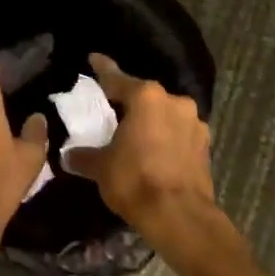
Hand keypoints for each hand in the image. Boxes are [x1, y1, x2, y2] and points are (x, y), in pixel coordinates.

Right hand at [67, 54, 221, 241]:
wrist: (181, 217)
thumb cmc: (135, 180)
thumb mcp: (101, 167)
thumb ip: (84, 155)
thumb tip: (69, 155)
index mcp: (146, 97)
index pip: (116, 78)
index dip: (102, 69)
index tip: (94, 59)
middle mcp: (174, 102)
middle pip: (144, 96)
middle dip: (129, 101)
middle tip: (111, 109)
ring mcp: (194, 123)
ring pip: (164, 114)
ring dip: (150, 121)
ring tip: (134, 134)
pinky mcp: (205, 146)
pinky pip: (178, 133)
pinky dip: (165, 138)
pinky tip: (153, 152)